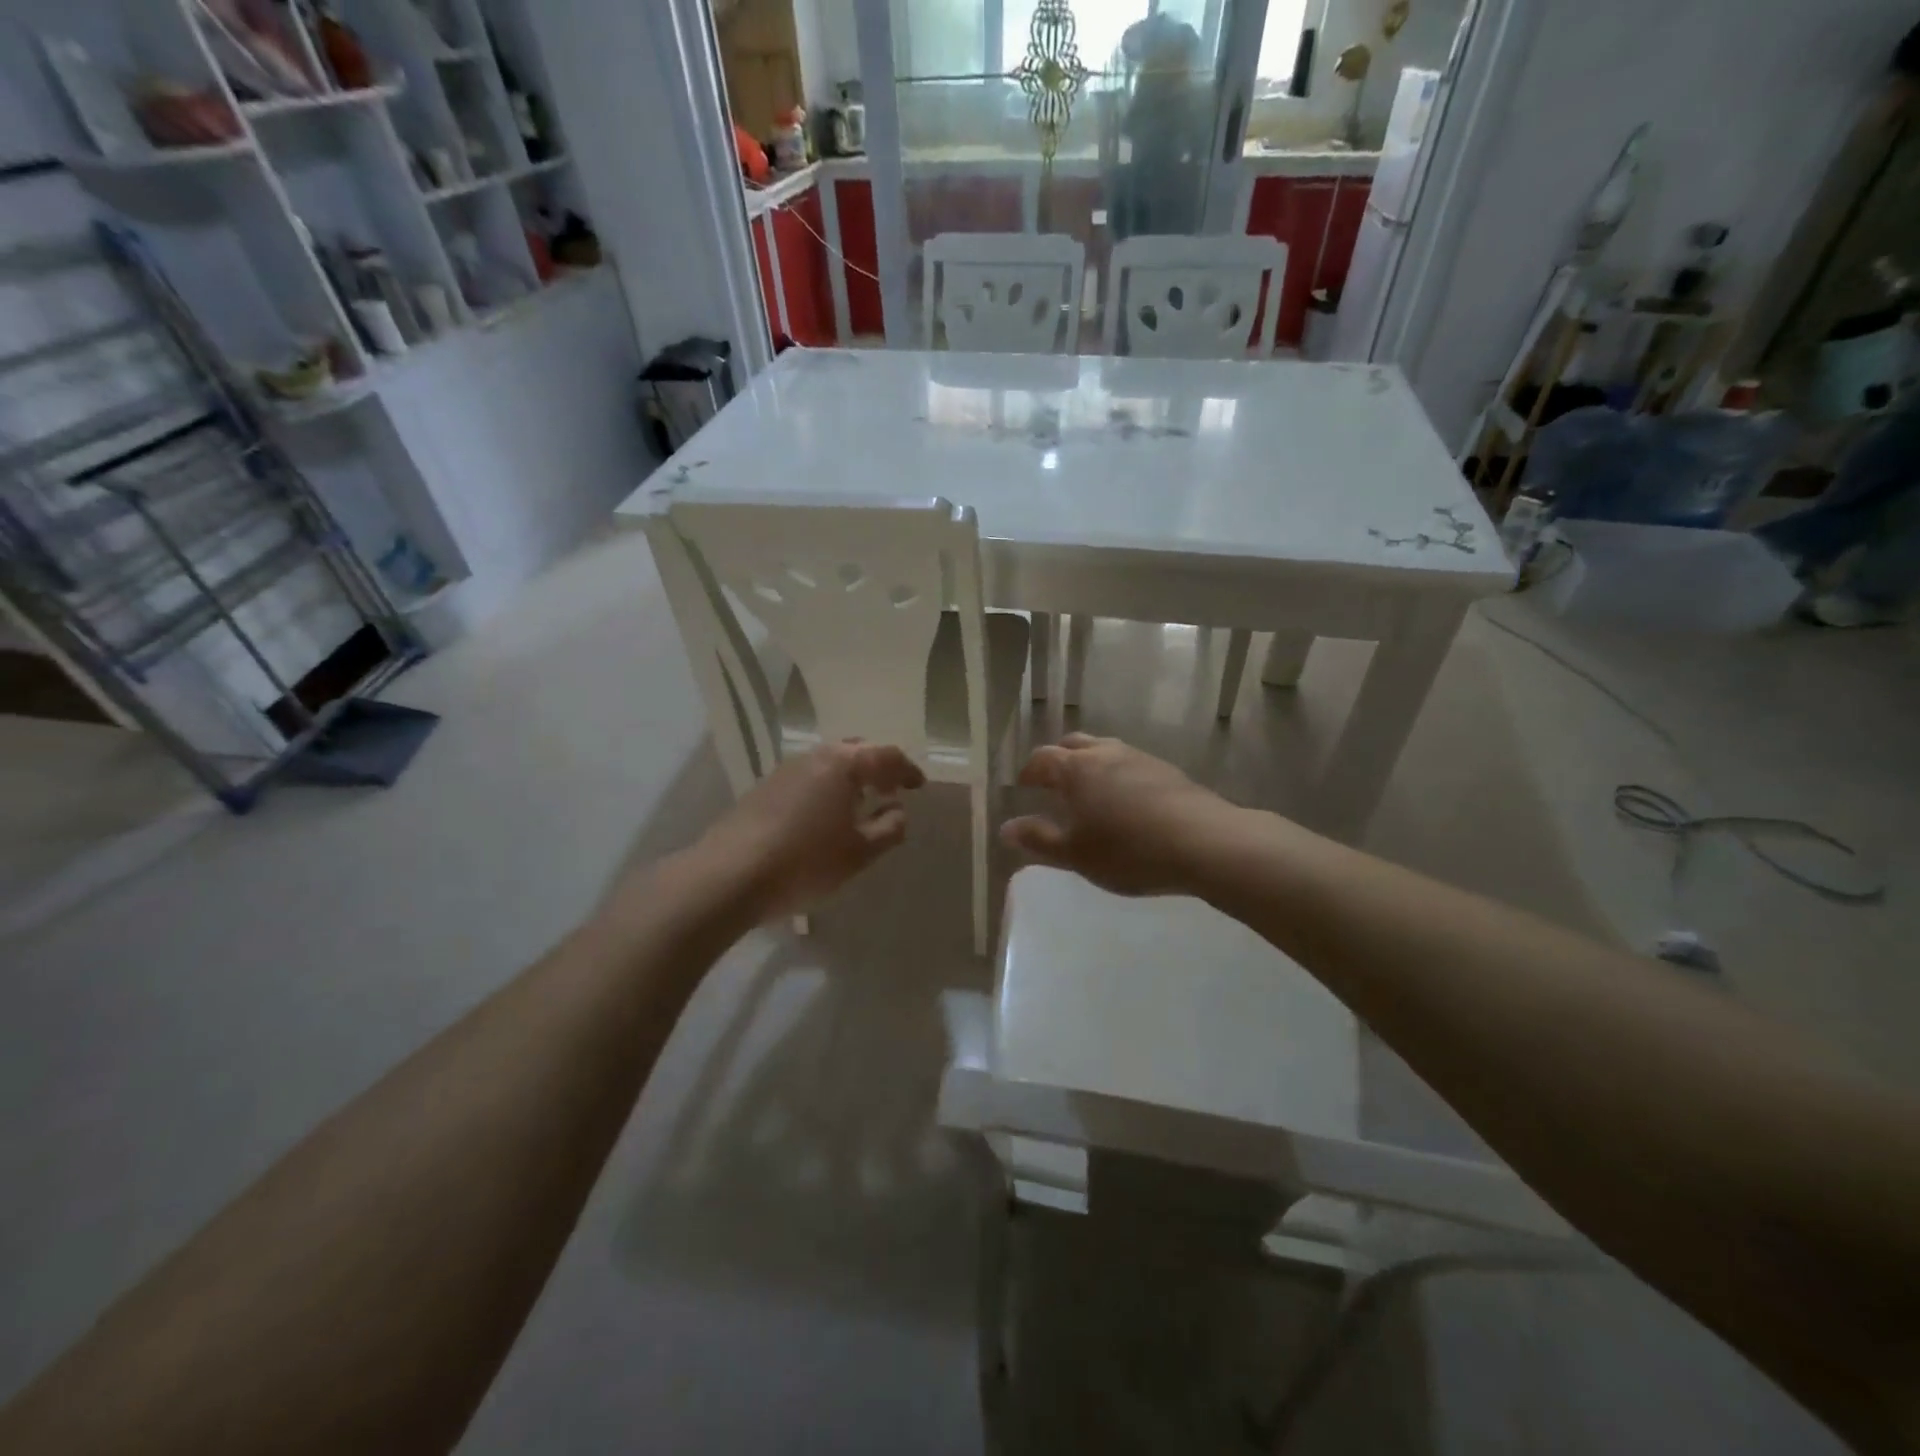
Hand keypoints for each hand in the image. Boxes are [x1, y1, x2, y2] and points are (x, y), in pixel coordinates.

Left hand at [690, 741, 926, 918]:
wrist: (728, 875)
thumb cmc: (805, 862)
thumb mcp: (858, 853)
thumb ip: (888, 829)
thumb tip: (899, 811)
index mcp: (843, 764)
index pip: (886, 755)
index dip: (907, 770)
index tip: (918, 787)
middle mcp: (814, 756)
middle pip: (855, 751)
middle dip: (877, 767)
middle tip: (890, 789)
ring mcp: (784, 770)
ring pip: (828, 762)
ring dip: (849, 777)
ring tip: (859, 804)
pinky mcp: (764, 788)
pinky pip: (808, 777)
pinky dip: (826, 787)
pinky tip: (824, 815)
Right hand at [1000, 733, 1233, 896]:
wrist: (1205, 843)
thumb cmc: (1129, 851)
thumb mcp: (1076, 855)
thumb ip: (1038, 840)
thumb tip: (1006, 829)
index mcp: (1076, 769)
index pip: (1043, 759)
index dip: (1030, 772)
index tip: (1024, 786)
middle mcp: (1106, 753)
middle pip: (1074, 744)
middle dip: (1058, 759)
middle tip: (1053, 783)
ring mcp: (1140, 758)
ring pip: (1105, 750)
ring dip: (1090, 764)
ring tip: (1089, 791)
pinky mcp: (1168, 770)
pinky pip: (1130, 764)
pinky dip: (1117, 774)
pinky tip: (1126, 800)